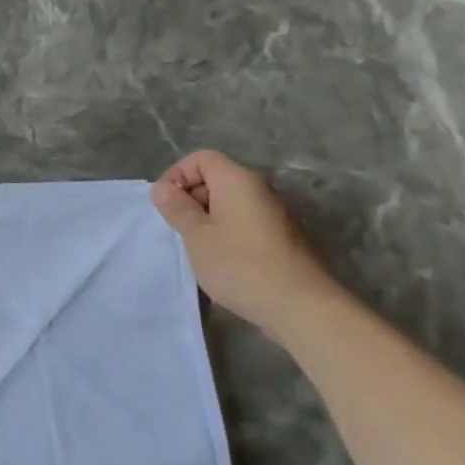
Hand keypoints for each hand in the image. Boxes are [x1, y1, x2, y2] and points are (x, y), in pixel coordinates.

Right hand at [151, 150, 342, 334]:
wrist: (301, 307)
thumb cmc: (240, 264)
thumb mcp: (196, 235)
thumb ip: (176, 207)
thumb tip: (163, 188)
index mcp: (238, 180)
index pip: (202, 158)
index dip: (177, 174)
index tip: (165, 203)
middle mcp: (260, 189)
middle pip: (217, 178)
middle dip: (191, 197)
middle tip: (178, 227)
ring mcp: (275, 214)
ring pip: (231, 203)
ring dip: (208, 218)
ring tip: (197, 247)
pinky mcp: (283, 238)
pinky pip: (245, 222)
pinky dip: (227, 233)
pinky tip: (222, 261)